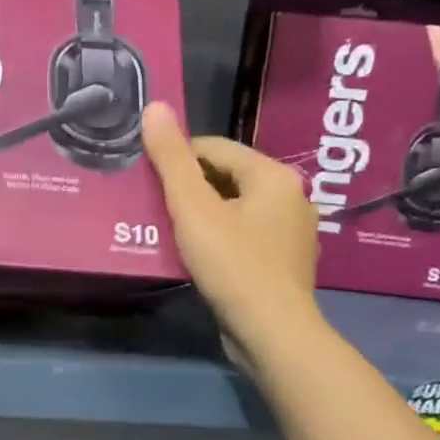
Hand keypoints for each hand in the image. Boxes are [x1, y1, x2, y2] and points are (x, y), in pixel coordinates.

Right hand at [141, 103, 318, 341]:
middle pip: (225, 177)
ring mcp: (292, 231)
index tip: (148, 182)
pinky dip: (219, 237)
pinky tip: (197, 254)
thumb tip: (155, 106)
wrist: (271, 333)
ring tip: (169, 230)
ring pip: (234, 207)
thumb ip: (172, 158)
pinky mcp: (285, 261)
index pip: (213, 148)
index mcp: (274, 175)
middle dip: (189, 188)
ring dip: (201, 214)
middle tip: (155, 208)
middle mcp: (291, 196)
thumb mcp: (193, 207)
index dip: (176, 160)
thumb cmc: (231, 263)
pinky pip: (244, 234)